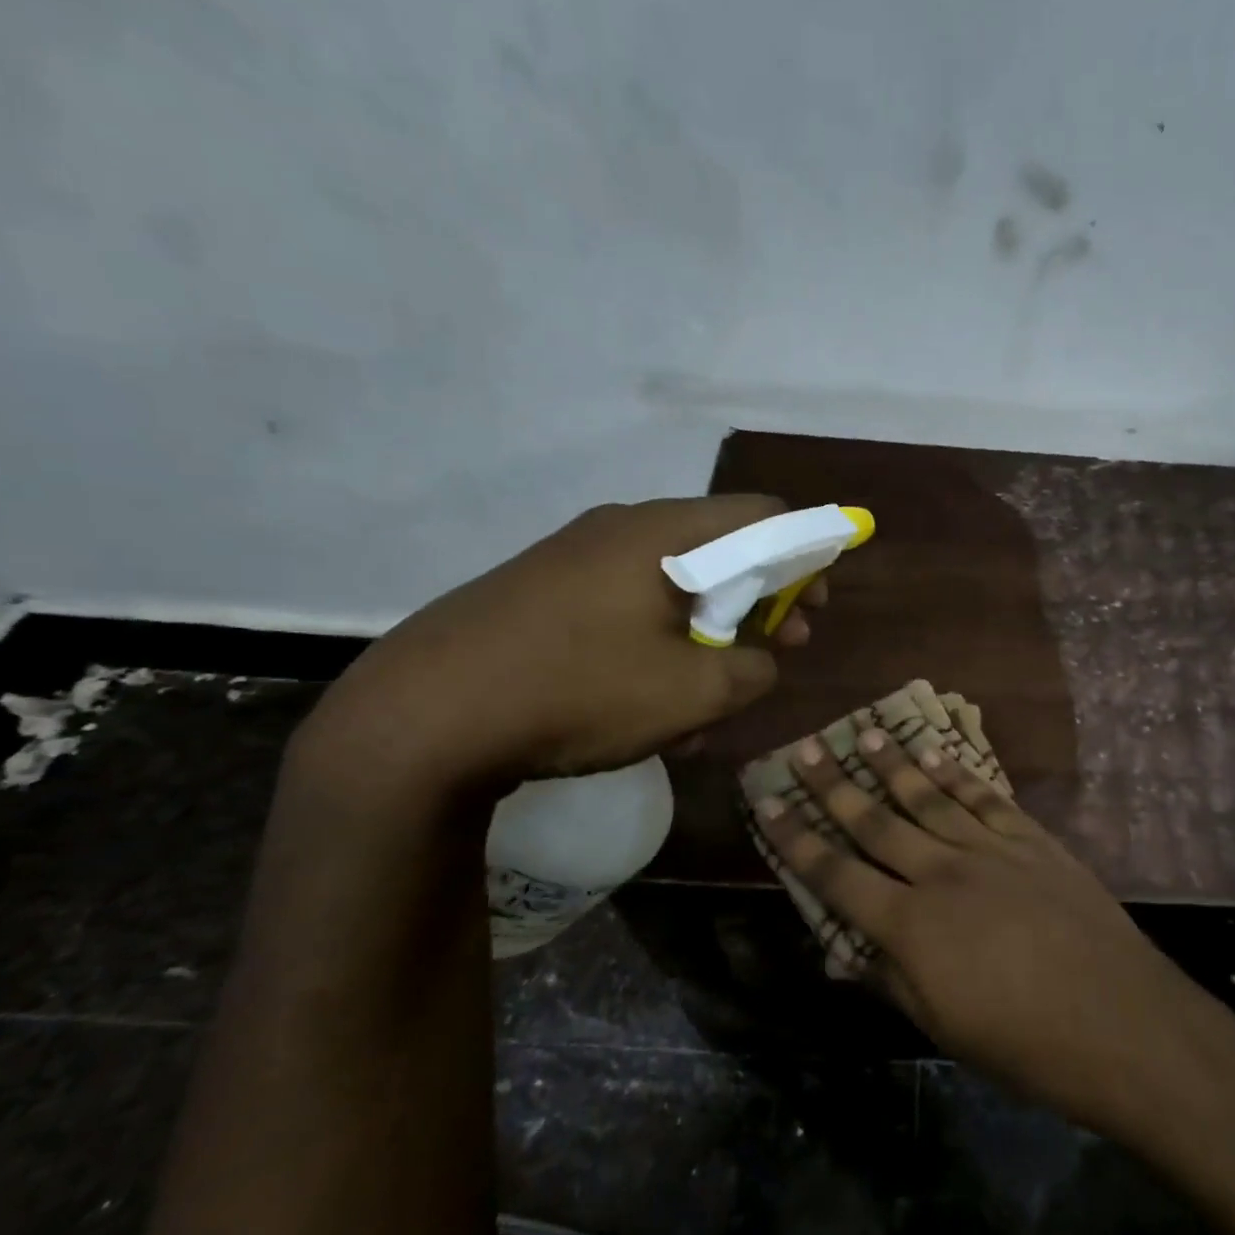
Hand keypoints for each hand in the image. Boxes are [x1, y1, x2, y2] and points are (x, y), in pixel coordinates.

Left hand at [300, 496, 825, 799]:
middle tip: (775, 649)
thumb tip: (759, 658)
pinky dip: (656, 647)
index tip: (815, 604)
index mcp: (662, 534)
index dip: (805, 552)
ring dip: (706, 637)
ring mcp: (572, 561)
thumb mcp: (694, 693)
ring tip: (705, 702)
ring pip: (670, 589)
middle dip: (759, 602)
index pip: (762, 513)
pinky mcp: (540, 595)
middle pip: (718, 549)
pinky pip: (623, 610)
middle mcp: (619, 531)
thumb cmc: (578, 691)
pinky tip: (647, 706)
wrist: (419, 721)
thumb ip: (754, 668)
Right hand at [754, 731, 1230, 1142]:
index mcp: (911, 925)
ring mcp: (991, 850)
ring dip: (893, 765)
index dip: (798, 838)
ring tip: (864, 734)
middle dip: (835, 785)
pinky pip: (985, 799)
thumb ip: (890, 979)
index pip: (837, 874)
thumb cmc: (1027, 1045)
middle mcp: (942, 873)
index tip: (770, 801)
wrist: (1122, 1022)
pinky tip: (936, 754)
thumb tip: (842, 951)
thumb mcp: (944, 1027)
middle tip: (805, 749)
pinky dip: (957, 774)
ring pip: (929, 797)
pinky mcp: (1032, 840)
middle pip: (877, 821)